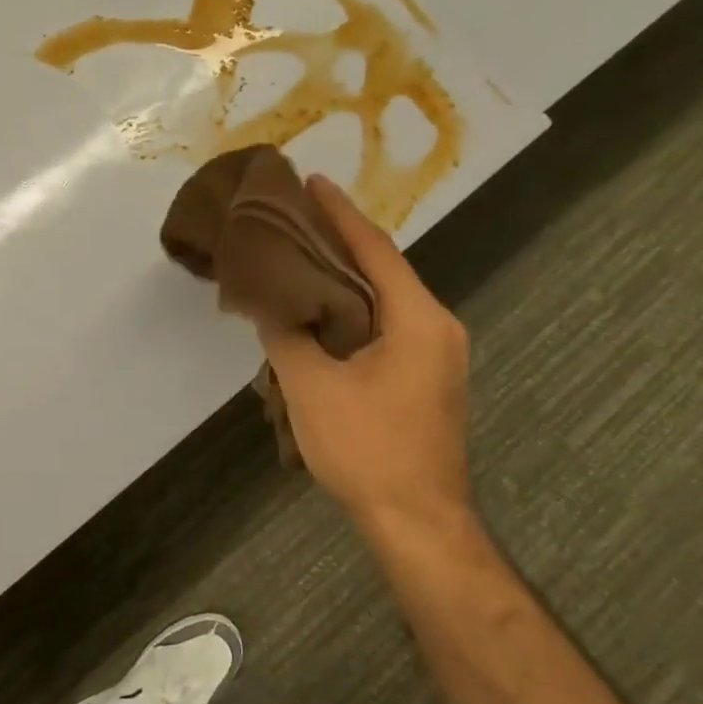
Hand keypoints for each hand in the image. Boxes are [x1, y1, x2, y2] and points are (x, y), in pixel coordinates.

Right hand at [259, 175, 472, 530]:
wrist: (418, 522)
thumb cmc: (368, 449)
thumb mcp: (312, 387)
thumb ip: (286, 335)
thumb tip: (266, 301)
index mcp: (418, 319)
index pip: (375, 250)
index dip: (341, 213)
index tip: (311, 181)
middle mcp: (436, 326)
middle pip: (382, 269)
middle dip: (338, 240)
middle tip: (293, 216)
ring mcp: (435, 353)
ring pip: (382, 298)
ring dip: (342, 276)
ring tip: (297, 255)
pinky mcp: (424, 376)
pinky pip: (384, 324)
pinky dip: (350, 308)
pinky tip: (316, 309)